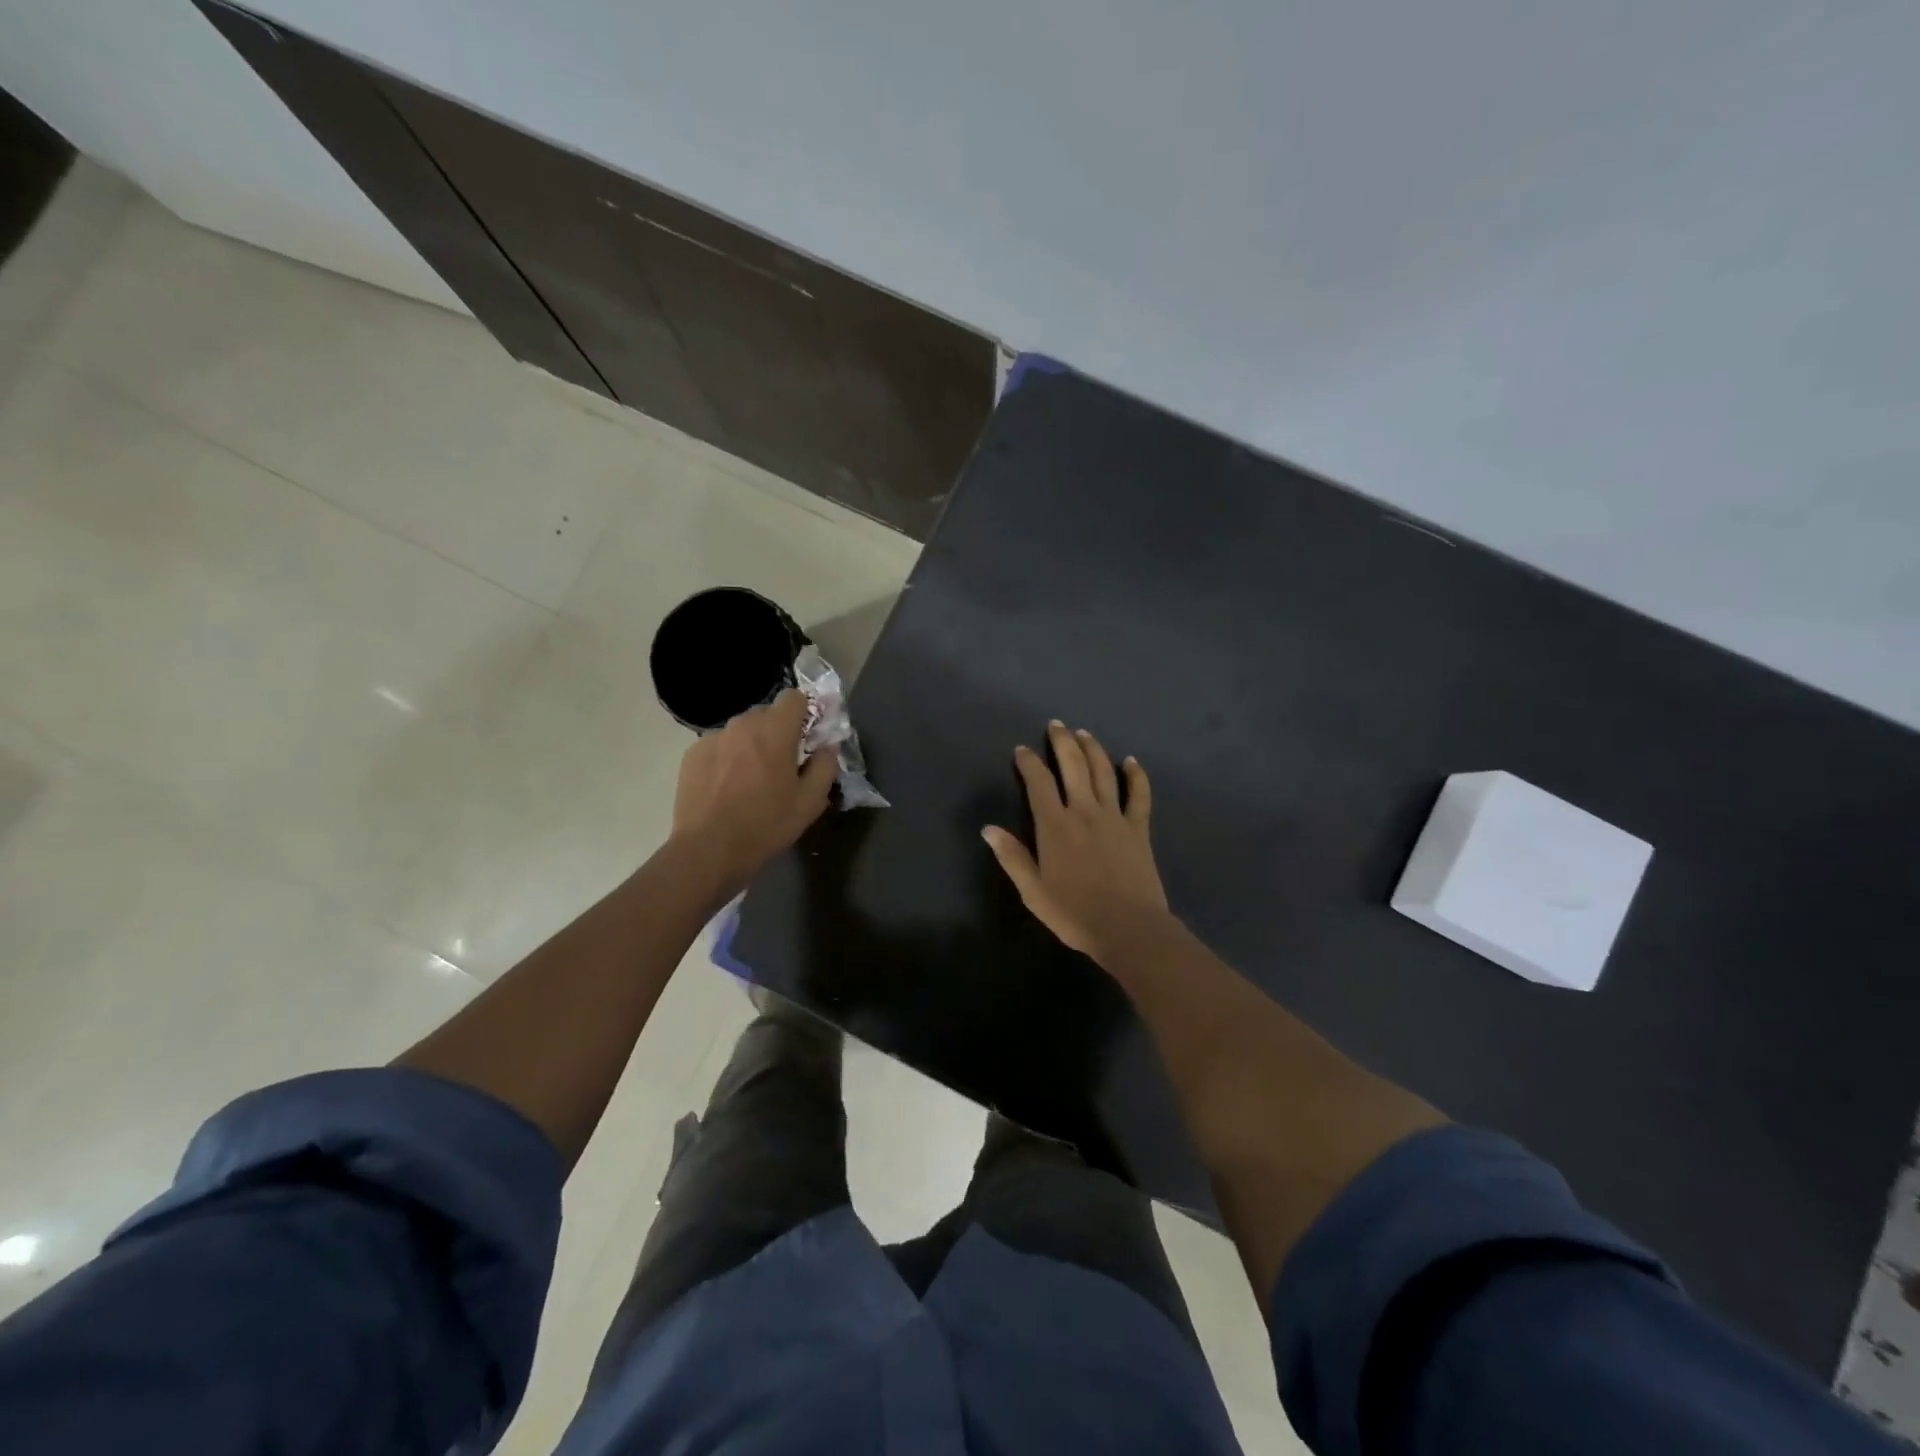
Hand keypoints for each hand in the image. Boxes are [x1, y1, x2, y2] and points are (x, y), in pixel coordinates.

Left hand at [671, 688, 835, 889]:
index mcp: (775, 730)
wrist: (708, 849)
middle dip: (777, 732)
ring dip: (751, 745)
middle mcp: (742, 724)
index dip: (805, 713)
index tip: (807, 738)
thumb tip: (827, 747)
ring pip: (741, 730)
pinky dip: (727, 758)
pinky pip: (719, 746)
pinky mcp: (692, 754)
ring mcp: (713, 737)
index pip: (795, 697)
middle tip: (781, 764)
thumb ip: (825, 766)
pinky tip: (726, 787)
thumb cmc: (766, 824)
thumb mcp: (810, 801)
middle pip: (767, 714)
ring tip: (750, 779)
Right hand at [983, 720, 1170, 960]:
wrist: (1128, 928)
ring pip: (1103, 772)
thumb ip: (1012, 857)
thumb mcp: (1033, 891)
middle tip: (1056, 725)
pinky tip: (1131, 761)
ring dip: (1093, 749)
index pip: (1038, 783)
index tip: (1022, 750)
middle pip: (1073, 766)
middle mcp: (1084, 812)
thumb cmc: (1074, 913)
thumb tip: (988, 829)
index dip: (1029, 763)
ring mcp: (1114, 817)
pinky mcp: (1138, 829)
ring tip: (1084, 733)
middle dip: (1062, 742)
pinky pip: (1139, 795)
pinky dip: (1135, 775)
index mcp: (1054, 826)